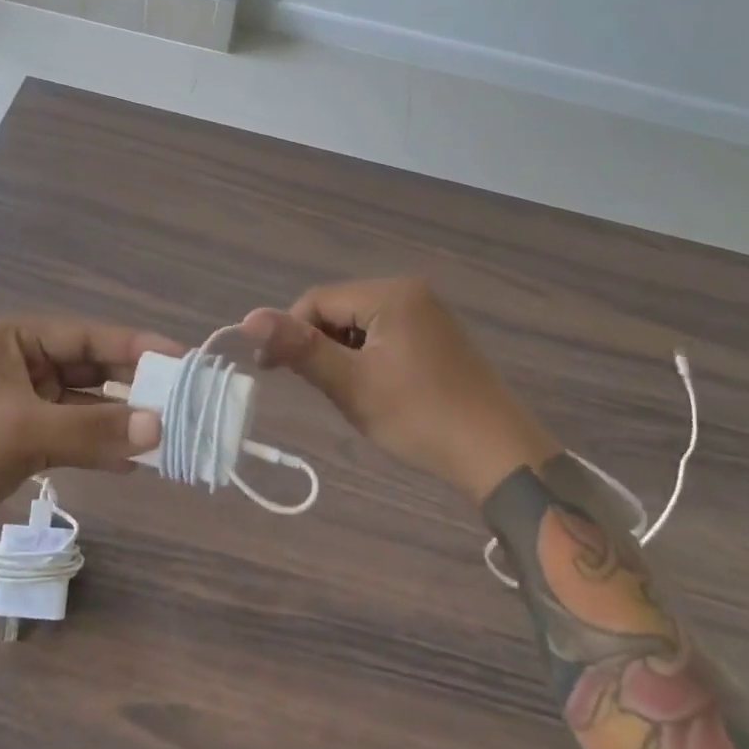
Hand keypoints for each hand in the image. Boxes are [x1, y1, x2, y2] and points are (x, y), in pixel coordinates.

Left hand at [0, 316, 181, 548]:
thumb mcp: (24, 430)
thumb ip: (93, 428)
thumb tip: (159, 427)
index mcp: (21, 339)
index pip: (92, 336)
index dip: (138, 347)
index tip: (184, 360)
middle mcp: (28, 363)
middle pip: (94, 369)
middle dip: (135, 388)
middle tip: (183, 403)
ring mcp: (28, 402)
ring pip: (88, 406)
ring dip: (122, 421)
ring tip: (168, 436)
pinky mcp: (26, 439)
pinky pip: (76, 435)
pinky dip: (102, 447)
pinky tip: (135, 462)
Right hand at [243, 278, 560, 503]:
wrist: (499, 455)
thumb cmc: (420, 417)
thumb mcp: (352, 384)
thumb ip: (300, 348)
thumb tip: (248, 317)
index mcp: (390, 294)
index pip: (317, 300)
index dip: (289, 332)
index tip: (269, 370)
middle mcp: (411, 292)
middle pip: (339, 310)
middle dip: (320, 346)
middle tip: (319, 389)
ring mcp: (429, 314)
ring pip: (360, 326)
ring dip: (343, 355)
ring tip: (349, 394)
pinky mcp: (438, 337)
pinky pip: (385, 336)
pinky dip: (369, 359)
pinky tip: (377, 391)